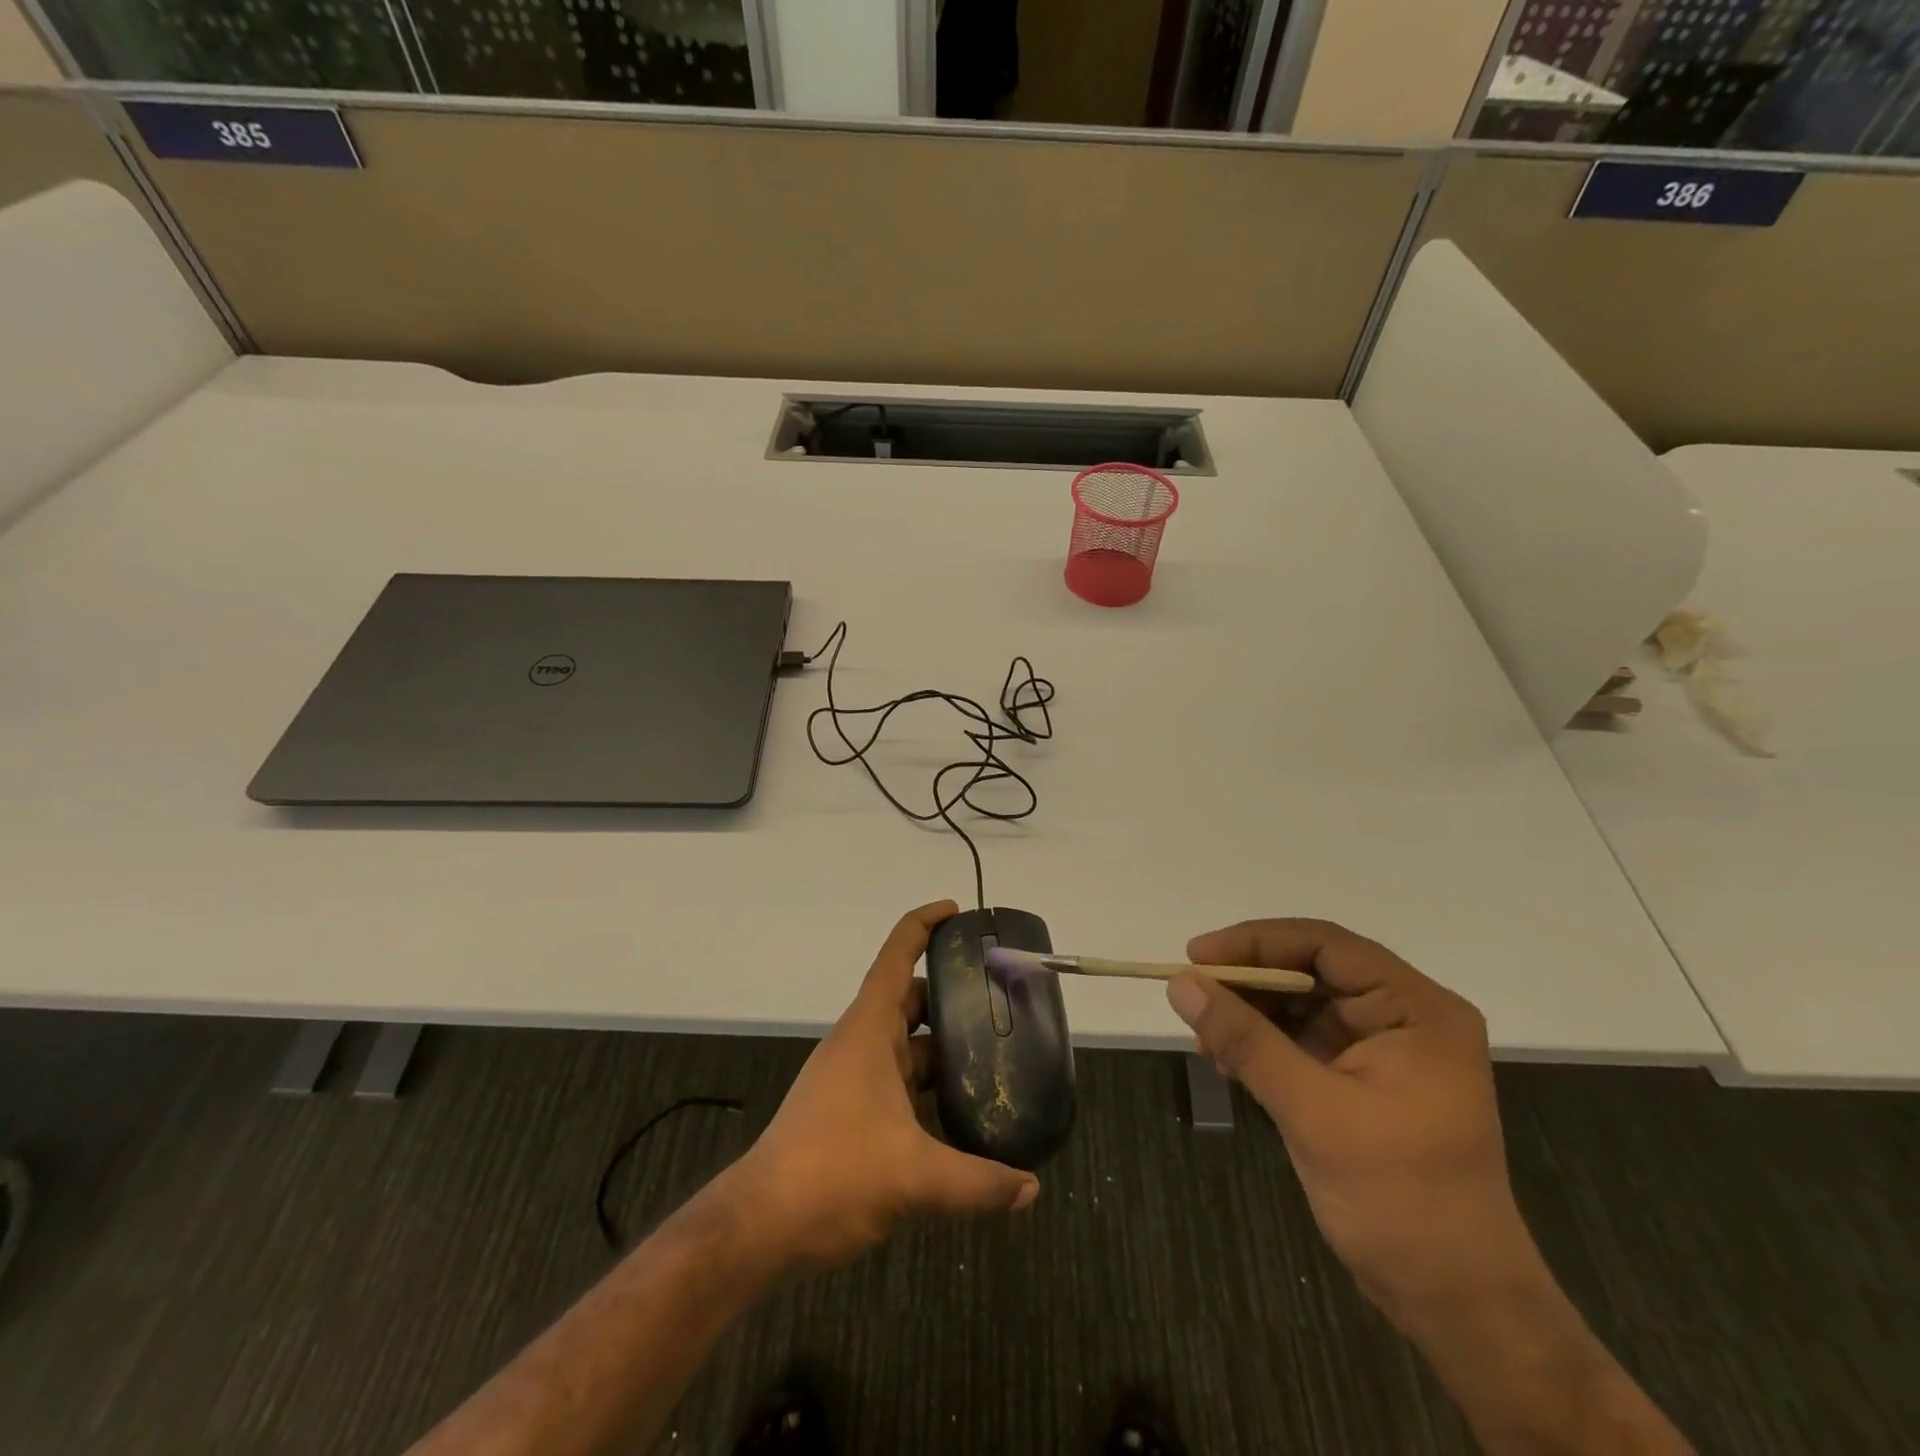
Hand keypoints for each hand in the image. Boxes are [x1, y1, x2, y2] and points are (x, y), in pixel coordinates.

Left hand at [724, 901, 1039, 1269]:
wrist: (761, 1227)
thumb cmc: (832, 1174)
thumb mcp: (913, 1176)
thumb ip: (978, 1182)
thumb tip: (1031, 1188)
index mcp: (869, 1029)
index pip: (897, 955)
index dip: (925, 924)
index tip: (958, 911)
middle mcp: (861, 1043)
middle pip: (910, 997)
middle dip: (951, 991)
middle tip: (1000, 995)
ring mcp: (854, 1077)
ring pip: (907, 1043)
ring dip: (944, 1044)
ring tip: (995, 1052)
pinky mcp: (851, 1110)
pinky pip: (900, 1080)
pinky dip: (930, 1084)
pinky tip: (962, 1109)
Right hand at [1167, 919, 1533, 1321]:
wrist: (1455, 1303)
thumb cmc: (1400, 1201)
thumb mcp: (1314, 1112)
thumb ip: (1246, 1041)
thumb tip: (1181, 983)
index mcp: (1417, 1010)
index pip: (1326, 946)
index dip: (1257, 942)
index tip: (1197, 956)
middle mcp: (1404, 1016)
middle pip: (1310, 971)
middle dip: (1248, 983)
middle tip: (1190, 994)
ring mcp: (1383, 1048)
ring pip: (1300, 1005)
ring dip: (1248, 1015)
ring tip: (1203, 1038)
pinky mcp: (1362, 1078)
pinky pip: (1300, 1040)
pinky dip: (1260, 1044)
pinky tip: (1224, 1061)